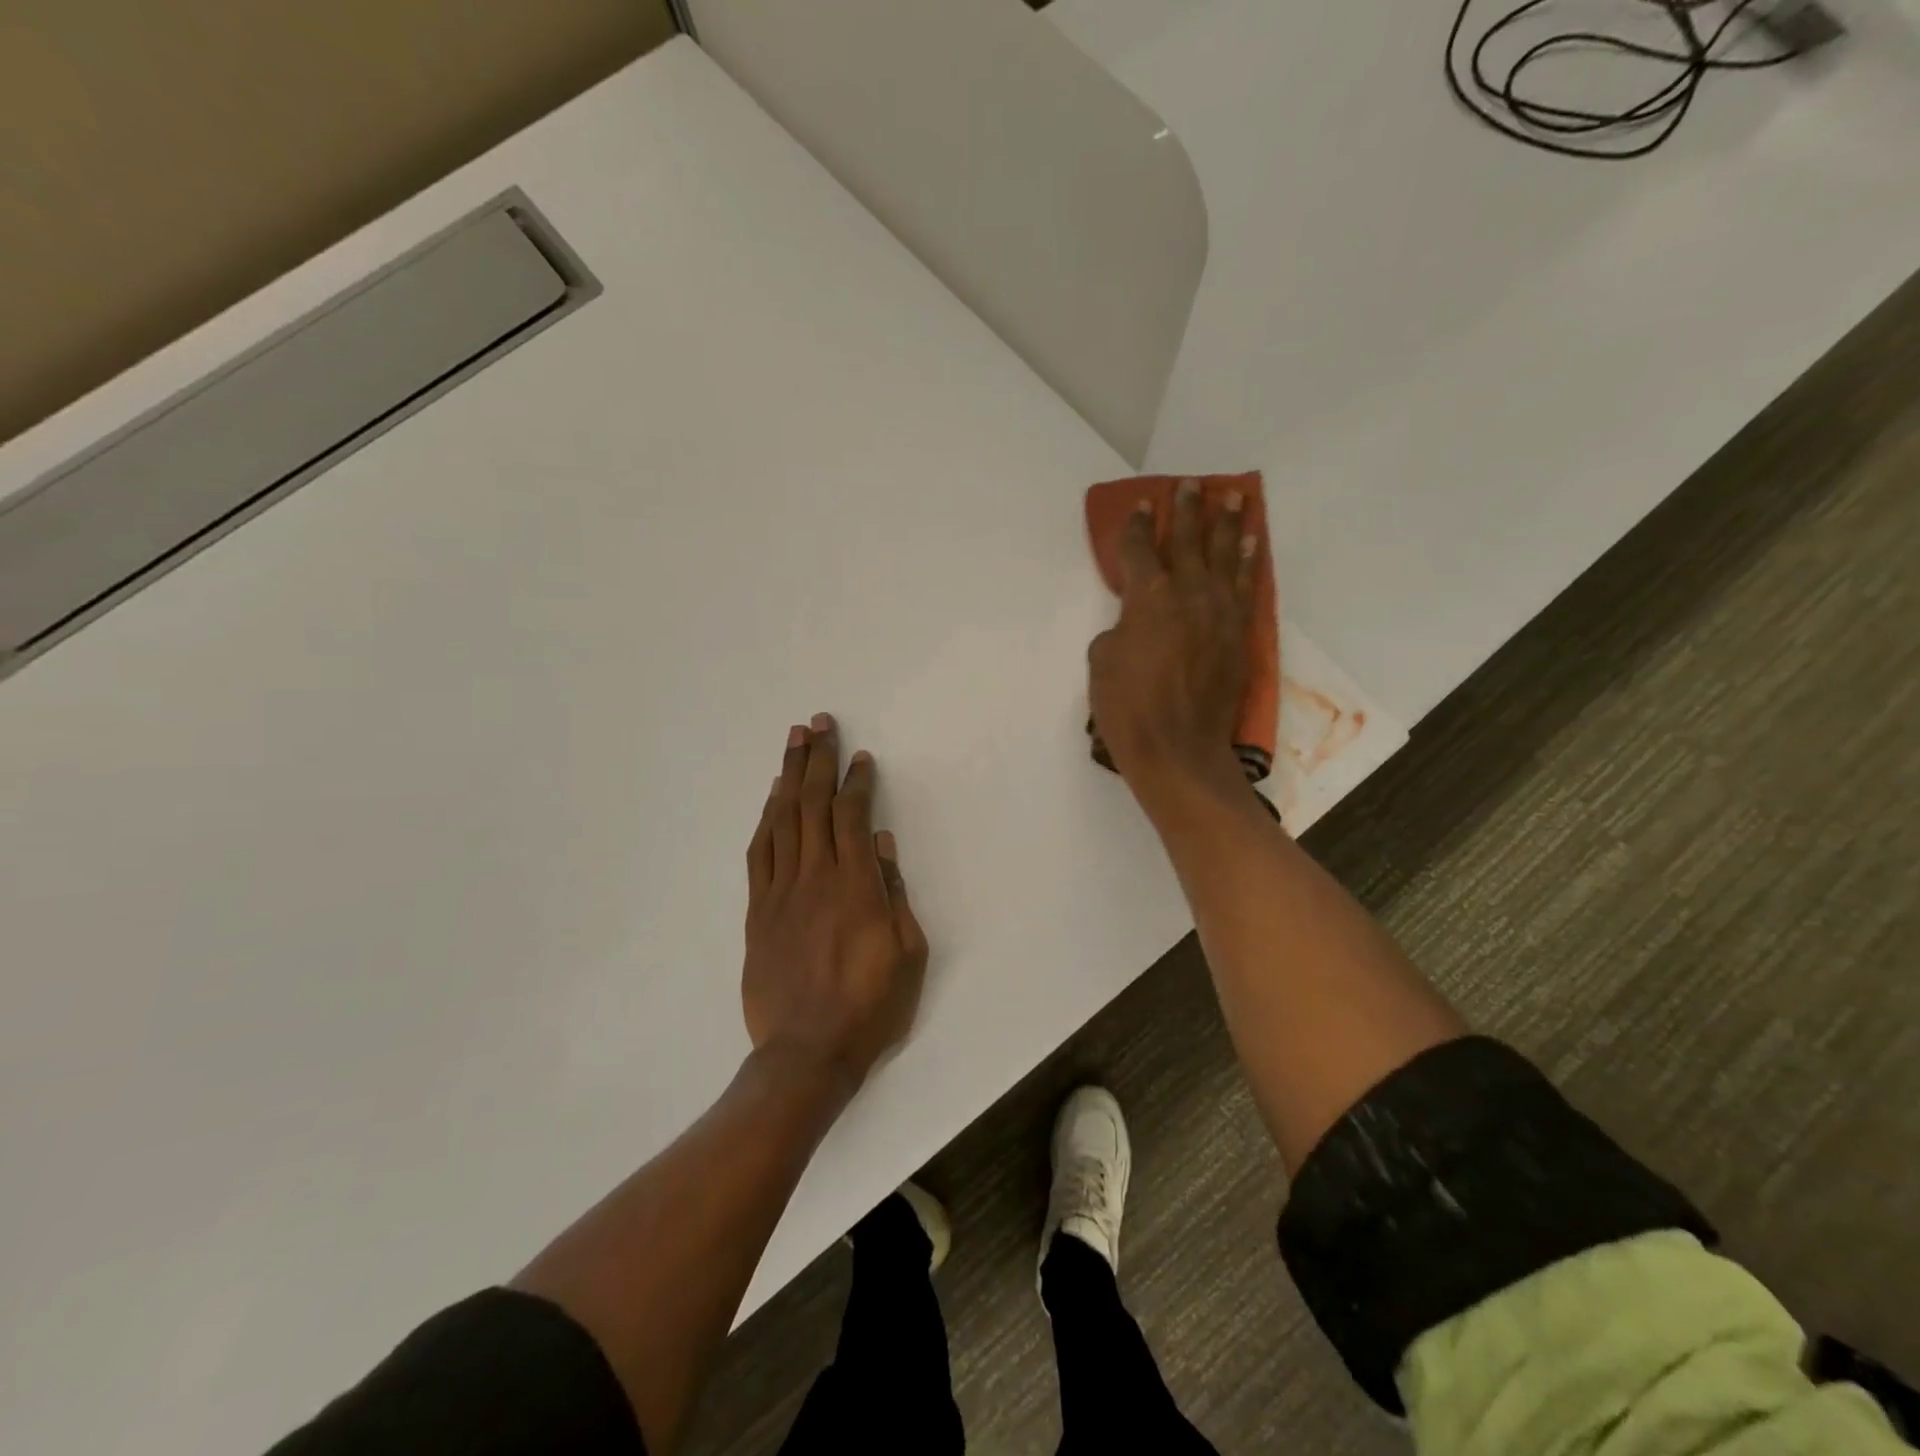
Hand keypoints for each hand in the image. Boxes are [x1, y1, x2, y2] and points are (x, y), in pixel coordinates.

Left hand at [742, 713, 928, 1095]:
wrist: (807, 1053)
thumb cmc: (871, 1006)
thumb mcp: (907, 953)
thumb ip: (892, 892)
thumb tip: (879, 842)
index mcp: (855, 886)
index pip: (851, 816)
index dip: (855, 781)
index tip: (860, 757)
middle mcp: (815, 877)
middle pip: (813, 805)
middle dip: (817, 760)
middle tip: (819, 724)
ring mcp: (781, 892)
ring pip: (782, 821)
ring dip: (788, 777)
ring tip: (793, 743)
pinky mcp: (758, 911)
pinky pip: (759, 854)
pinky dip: (766, 820)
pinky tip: (771, 799)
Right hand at [1088, 478, 1257, 795]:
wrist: (1178, 750)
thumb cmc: (1128, 708)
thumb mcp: (1102, 663)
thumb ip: (1118, 630)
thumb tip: (1134, 625)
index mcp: (1147, 598)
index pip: (1141, 549)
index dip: (1139, 524)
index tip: (1142, 503)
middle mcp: (1187, 593)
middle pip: (1188, 541)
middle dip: (1187, 510)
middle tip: (1190, 484)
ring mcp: (1219, 612)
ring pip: (1224, 556)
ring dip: (1227, 523)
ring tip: (1231, 496)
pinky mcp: (1239, 634)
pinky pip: (1246, 587)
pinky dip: (1249, 562)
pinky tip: (1251, 543)